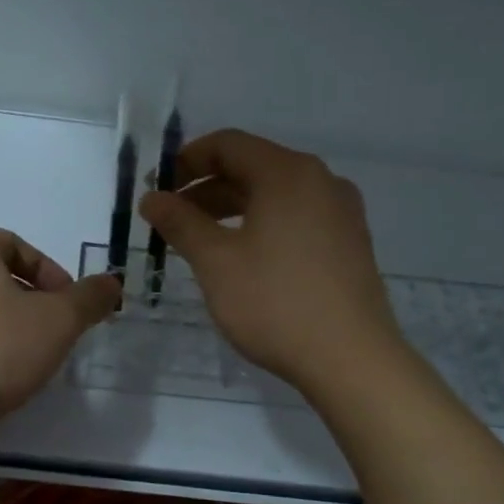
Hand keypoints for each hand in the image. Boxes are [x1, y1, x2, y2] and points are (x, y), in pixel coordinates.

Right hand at [139, 130, 405, 395]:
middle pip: (253, 167)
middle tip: (171, 218)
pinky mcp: (350, 243)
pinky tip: (244, 258)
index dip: (186, 160)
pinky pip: (297, 218)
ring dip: (232, 209)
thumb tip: (151, 198)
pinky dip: (263, 225)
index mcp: (288, 173)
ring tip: (200, 240)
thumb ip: (181, 223)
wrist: (352, 359)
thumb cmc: (276, 303)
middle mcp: (320, 181)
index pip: (228, 144)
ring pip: (276, 196)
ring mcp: (341, 212)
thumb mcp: (216, 262)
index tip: (157, 187)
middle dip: (206, 188)